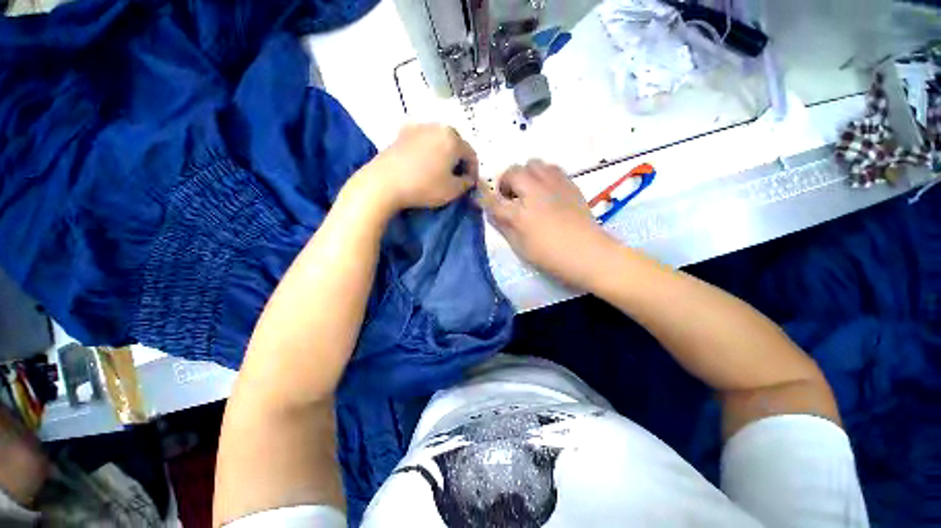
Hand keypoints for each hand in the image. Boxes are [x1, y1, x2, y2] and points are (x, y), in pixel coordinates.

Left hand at [353, 124, 477, 214]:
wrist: (384, 182)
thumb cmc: (424, 186)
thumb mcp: (452, 190)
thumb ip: (466, 183)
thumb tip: (468, 178)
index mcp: (453, 138)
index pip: (471, 154)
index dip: (473, 171)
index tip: (470, 184)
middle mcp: (438, 126)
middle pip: (456, 143)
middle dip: (459, 160)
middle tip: (456, 176)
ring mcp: (418, 127)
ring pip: (439, 140)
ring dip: (444, 153)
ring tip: (440, 169)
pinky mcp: (402, 132)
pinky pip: (423, 140)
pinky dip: (428, 150)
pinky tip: (423, 162)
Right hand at [479, 160, 617, 290]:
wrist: (588, 253)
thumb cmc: (550, 256)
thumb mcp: (520, 246)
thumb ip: (503, 226)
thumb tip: (492, 212)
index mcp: (520, 214)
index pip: (494, 201)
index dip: (484, 199)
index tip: (480, 198)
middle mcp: (535, 193)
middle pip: (513, 171)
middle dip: (506, 182)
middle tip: (511, 197)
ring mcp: (554, 185)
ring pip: (533, 163)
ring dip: (525, 175)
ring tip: (529, 190)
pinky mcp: (569, 183)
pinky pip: (551, 167)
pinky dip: (543, 175)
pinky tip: (546, 190)